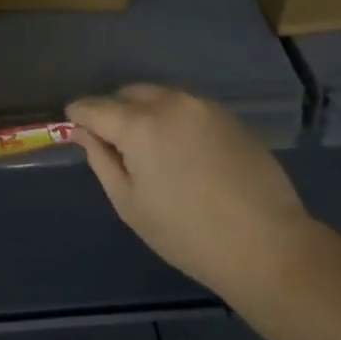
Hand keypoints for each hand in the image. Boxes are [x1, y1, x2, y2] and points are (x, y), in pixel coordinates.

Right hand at [66, 83, 312, 297]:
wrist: (268, 245)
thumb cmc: (188, 234)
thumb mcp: (130, 204)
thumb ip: (102, 160)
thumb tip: (84, 134)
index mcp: (138, 124)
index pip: (94, 106)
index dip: (78, 115)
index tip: (73, 125)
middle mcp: (169, 102)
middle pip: (127, 94)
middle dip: (113, 110)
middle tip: (114, 142)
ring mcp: (202, 105)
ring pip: (159, 96)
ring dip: (145, 112)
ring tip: (151, 148)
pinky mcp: (228, 115)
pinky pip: (187, 107)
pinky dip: (174, 119)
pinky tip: (184, 152)